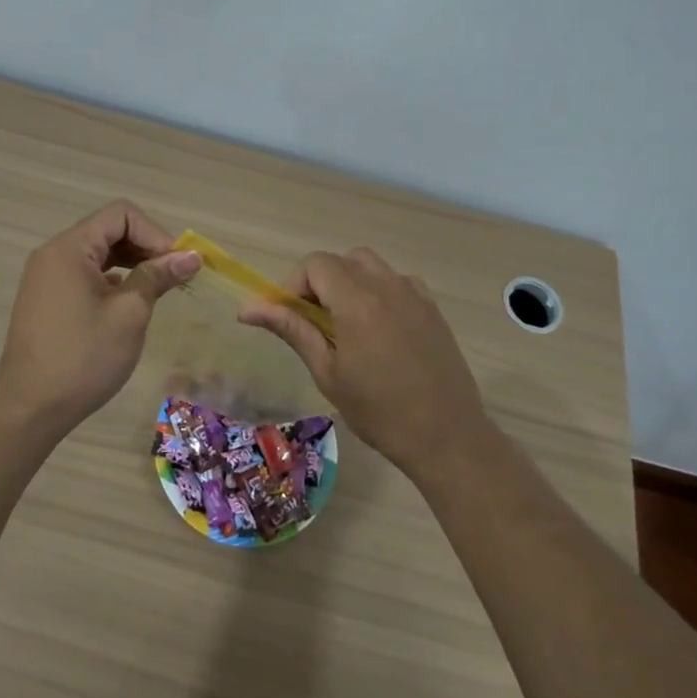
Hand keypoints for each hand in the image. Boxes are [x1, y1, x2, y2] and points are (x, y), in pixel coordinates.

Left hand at [0, 200, 201, 438]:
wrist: (29, 409)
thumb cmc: (83, 357)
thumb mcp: (129, 314)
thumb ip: (158, 277)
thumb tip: (192, 256)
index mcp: (70, 248)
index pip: (121, 215)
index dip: (155, 233)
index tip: (176, 265)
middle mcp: (54, 254)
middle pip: (109, 230)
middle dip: (146, 248)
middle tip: (175, 278)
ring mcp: (47, 278)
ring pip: (99, 254)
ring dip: (132, 265)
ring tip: (159, 291)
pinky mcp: (48, 300)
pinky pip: (86, 275)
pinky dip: (113, 281)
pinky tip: (130, 305)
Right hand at [239, 247, 491, 478]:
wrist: (447, 436)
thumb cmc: (379, 411)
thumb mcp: (328, 372)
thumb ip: (292, 330)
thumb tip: (249, 308)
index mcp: (357, 300)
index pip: (316, 264)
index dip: (294, 283)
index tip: (289, 316)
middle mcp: (387, 285)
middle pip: (342, 260)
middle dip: (320, 282)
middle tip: (313, 321)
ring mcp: (415, 294)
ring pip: (371, 266)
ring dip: (349, 283)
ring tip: (345, 324)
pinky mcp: (432, 308)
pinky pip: (397, 282)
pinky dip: (378, 292)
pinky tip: (378, 329)